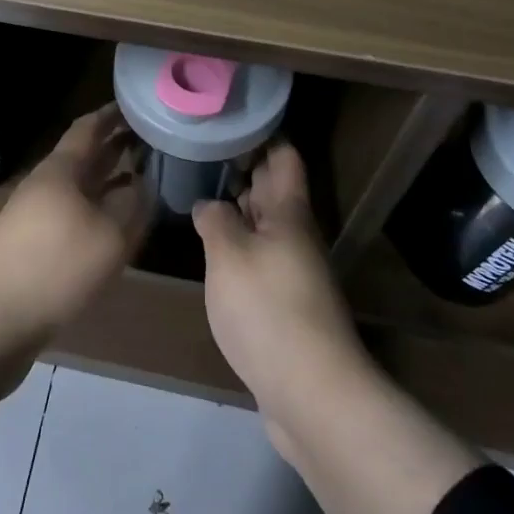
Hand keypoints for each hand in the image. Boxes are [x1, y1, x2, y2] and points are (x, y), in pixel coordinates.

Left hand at [0, 105, 149, 417]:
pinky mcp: (34, 245)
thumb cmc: (55, 268)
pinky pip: (73, 213)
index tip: (139, 105)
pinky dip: (98, 208)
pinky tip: (115, 223)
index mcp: (61, 171)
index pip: (88, 128)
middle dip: (115, 145)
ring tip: (142, 175)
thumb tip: (144, 185)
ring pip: (80, 186)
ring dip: (109, 178)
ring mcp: (36, 215)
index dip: (113, 114)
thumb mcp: (109, 236)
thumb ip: (132, 205)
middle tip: (150, 138)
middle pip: (84, 156)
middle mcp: (46, 185)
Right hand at [193, 143, 371, 446]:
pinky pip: (261, 259)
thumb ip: (216, 221)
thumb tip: (209, 204)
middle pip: (275, 191)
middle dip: (246, 169)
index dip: (263, 135)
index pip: (283, 158)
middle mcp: (296, 237)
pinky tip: (214, 250)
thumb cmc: (268, 309)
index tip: (232, 121)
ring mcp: (294, 272)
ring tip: (203, 193)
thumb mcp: (229, 255)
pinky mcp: (286, 305)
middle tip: (206, 152)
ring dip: (240, 209)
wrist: (311, 392)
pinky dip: (239, 246)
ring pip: (266, 226)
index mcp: (289, 214)